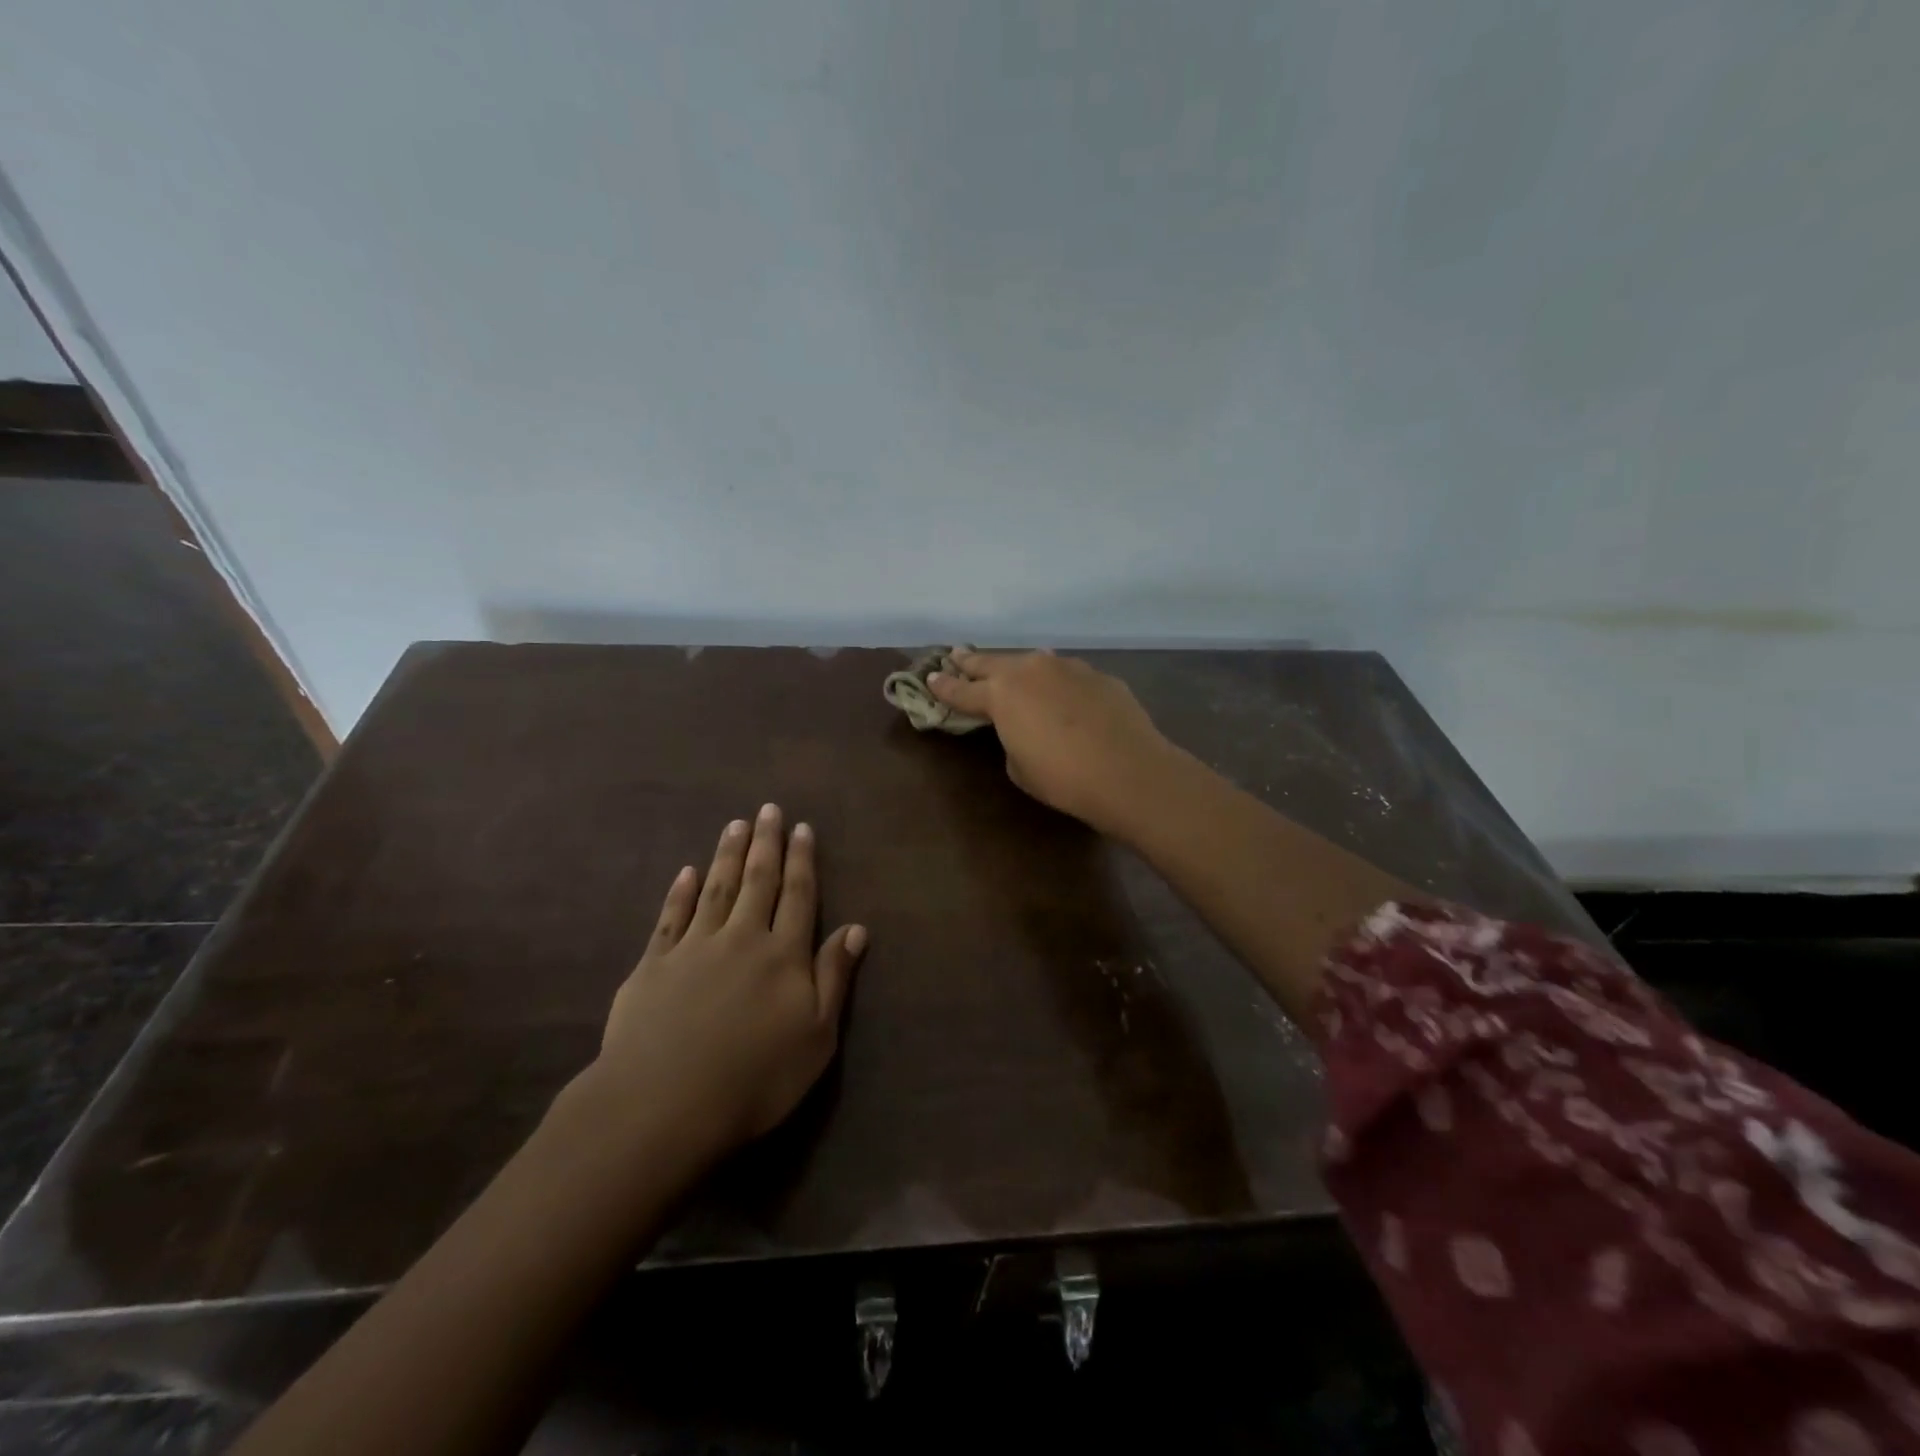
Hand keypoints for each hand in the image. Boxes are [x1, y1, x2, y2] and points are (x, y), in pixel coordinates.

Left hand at [579, 804, 866, 1158]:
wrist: (664, 1103)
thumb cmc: (755, 1078)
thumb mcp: (816, 1036)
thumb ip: (834, 977)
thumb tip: (857, 928)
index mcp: (783, 954)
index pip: (798, 895)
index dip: (802, 860)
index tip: (802, 828)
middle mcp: (741, 938)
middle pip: (757, 881)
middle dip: (765, 843)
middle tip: (767, 810)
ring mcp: (694, 948)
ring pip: (716, 889)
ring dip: (727, 855)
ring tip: (734, 825)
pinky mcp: (653, 965)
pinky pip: (671, 918)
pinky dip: (680, 892)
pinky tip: (685, 872)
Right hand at [926, 649, 1177, 836]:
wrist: (1128, 772)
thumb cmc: (1063, 778)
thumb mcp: (1019, 767)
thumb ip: (1011, 739)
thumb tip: (1022, 728)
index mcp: (1001, 695)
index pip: (962, 690)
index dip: (943, 686)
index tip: (930, 678)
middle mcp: (1030, 671)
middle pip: (992, 662)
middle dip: (971, 661)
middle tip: (956, 655)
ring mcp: (1067, 668)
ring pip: (1032, 662)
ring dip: (1016, 666)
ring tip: (1009, 670)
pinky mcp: (1097, 675)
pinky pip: (1066, 675)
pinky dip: (1055, 682)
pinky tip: (1062, 694)